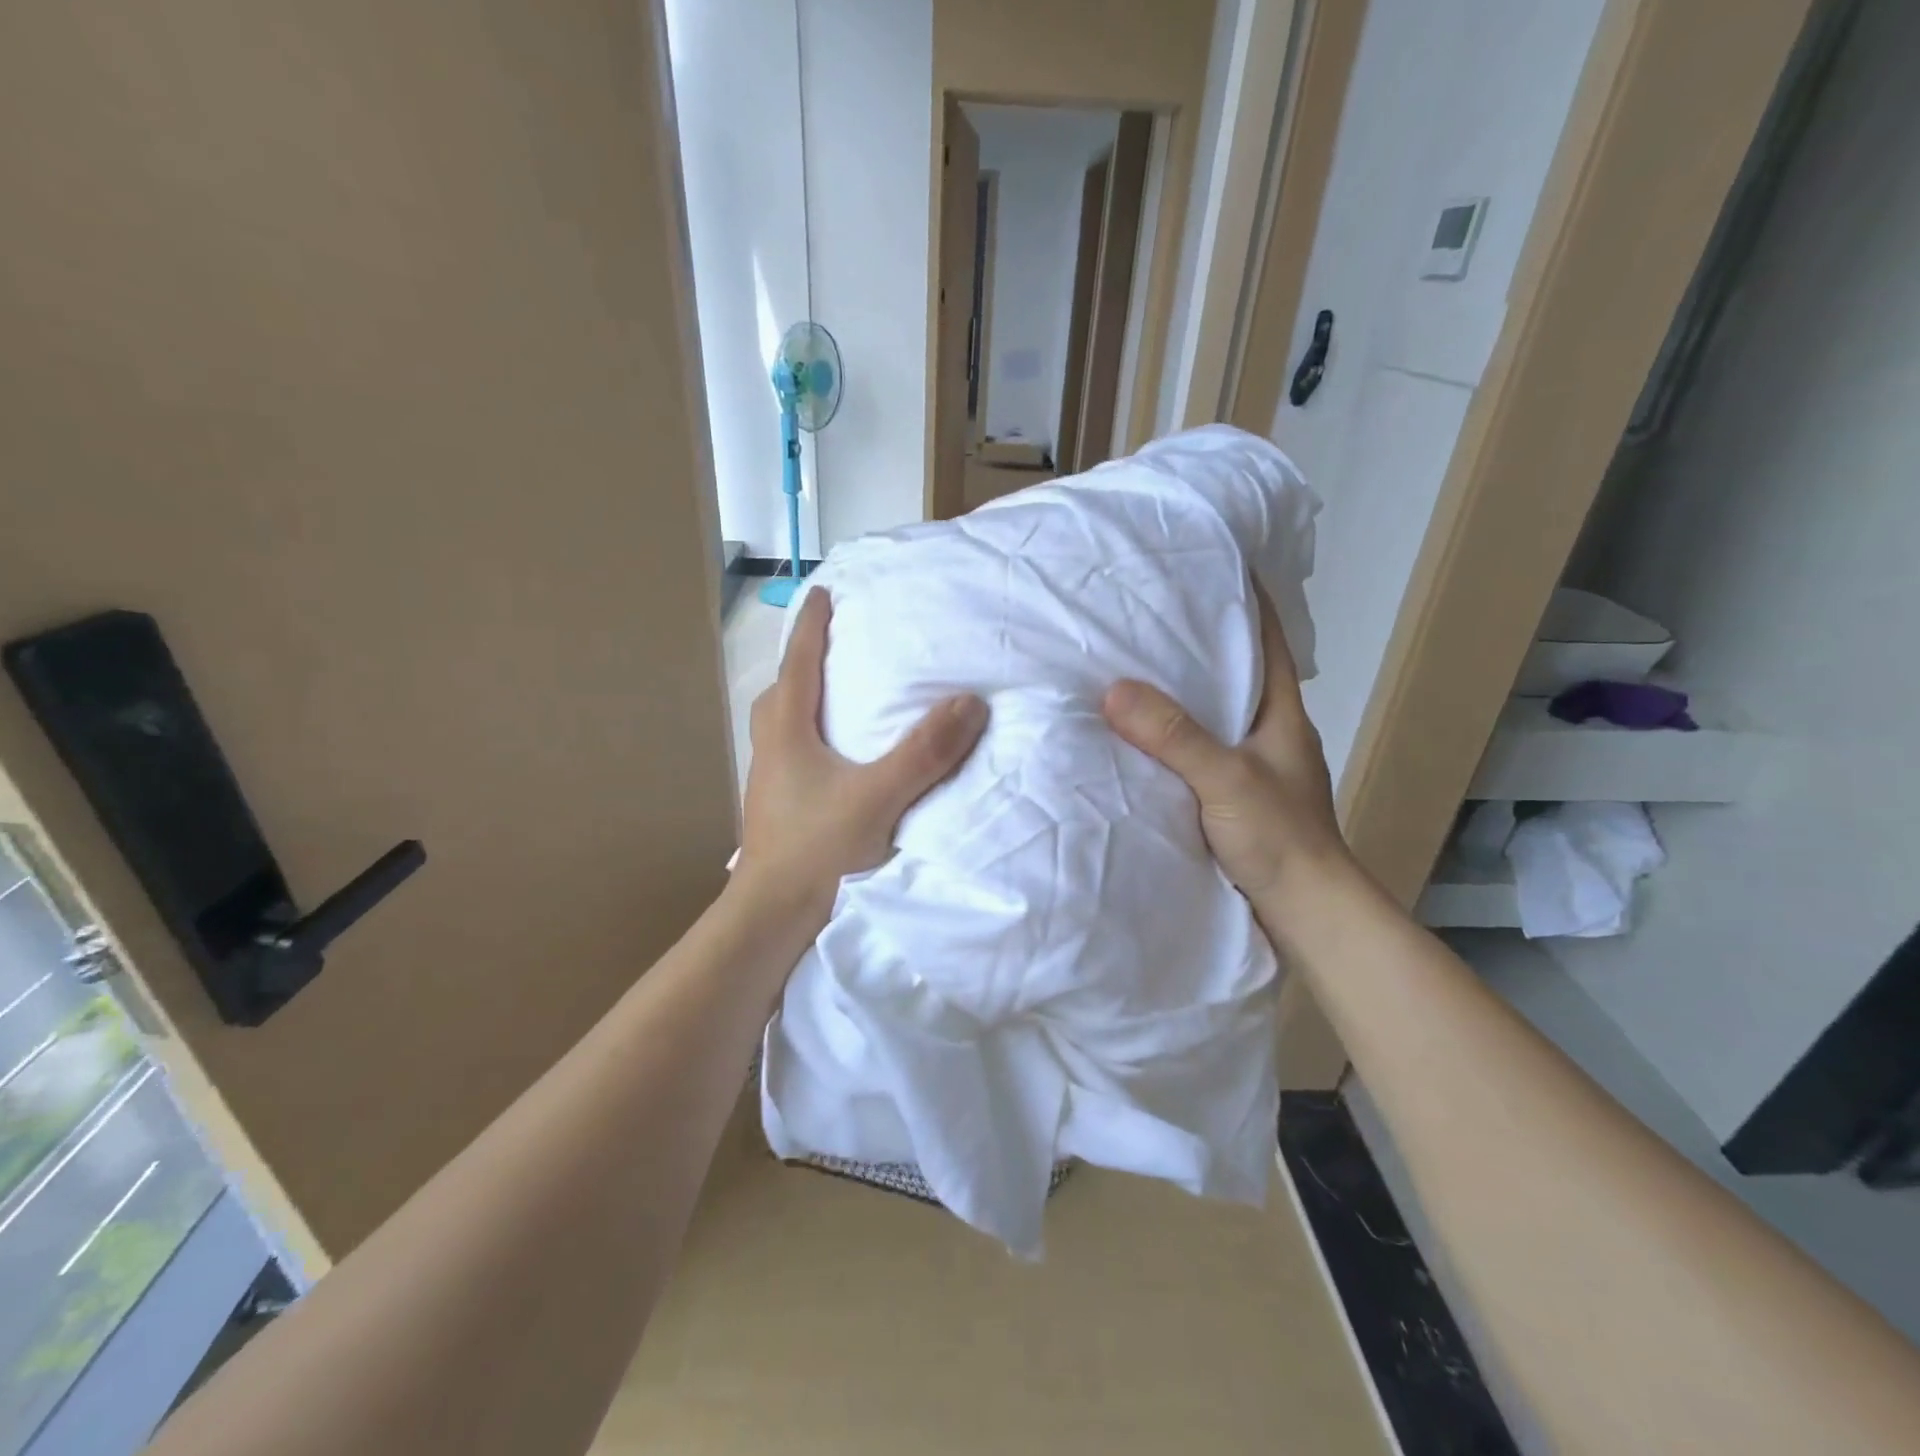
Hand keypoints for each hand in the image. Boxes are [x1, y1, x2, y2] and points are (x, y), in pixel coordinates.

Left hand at [735, 589, 988, 924]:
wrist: (771, 921)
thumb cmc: (817, 851)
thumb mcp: (878, 798)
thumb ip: (924, 752)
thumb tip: (970, 702)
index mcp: (787, 735)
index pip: (798, 664)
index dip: (811, 627)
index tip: (823, 592)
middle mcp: (771, 752)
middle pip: (780, 695)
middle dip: (801, 664)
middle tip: (828, 650)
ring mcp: (769, 785)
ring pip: (780, 729)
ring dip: (801, 705)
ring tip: (833, 701)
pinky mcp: (777, 812)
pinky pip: (790, 758)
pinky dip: (809, 743)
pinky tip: (835, 763)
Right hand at [1101, 583, 1353, 911]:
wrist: (1306, 913)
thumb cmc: (1281, 838)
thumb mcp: (1227, 780)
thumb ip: (1175, 736)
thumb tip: (1114, 689)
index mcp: (1281, 713)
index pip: (1266, 639)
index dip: (1246, 598)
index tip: (1207, 565)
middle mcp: (1268, 731)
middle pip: (1232, 672)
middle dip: (1195, 640)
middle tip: (1144, 613)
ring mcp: (1250, 766)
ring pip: (1210, 713)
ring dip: (1177, 692)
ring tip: (1127, 665)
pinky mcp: (1231, 798)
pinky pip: (1194, 751)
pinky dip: (1168, 736)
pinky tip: (1133, 735)